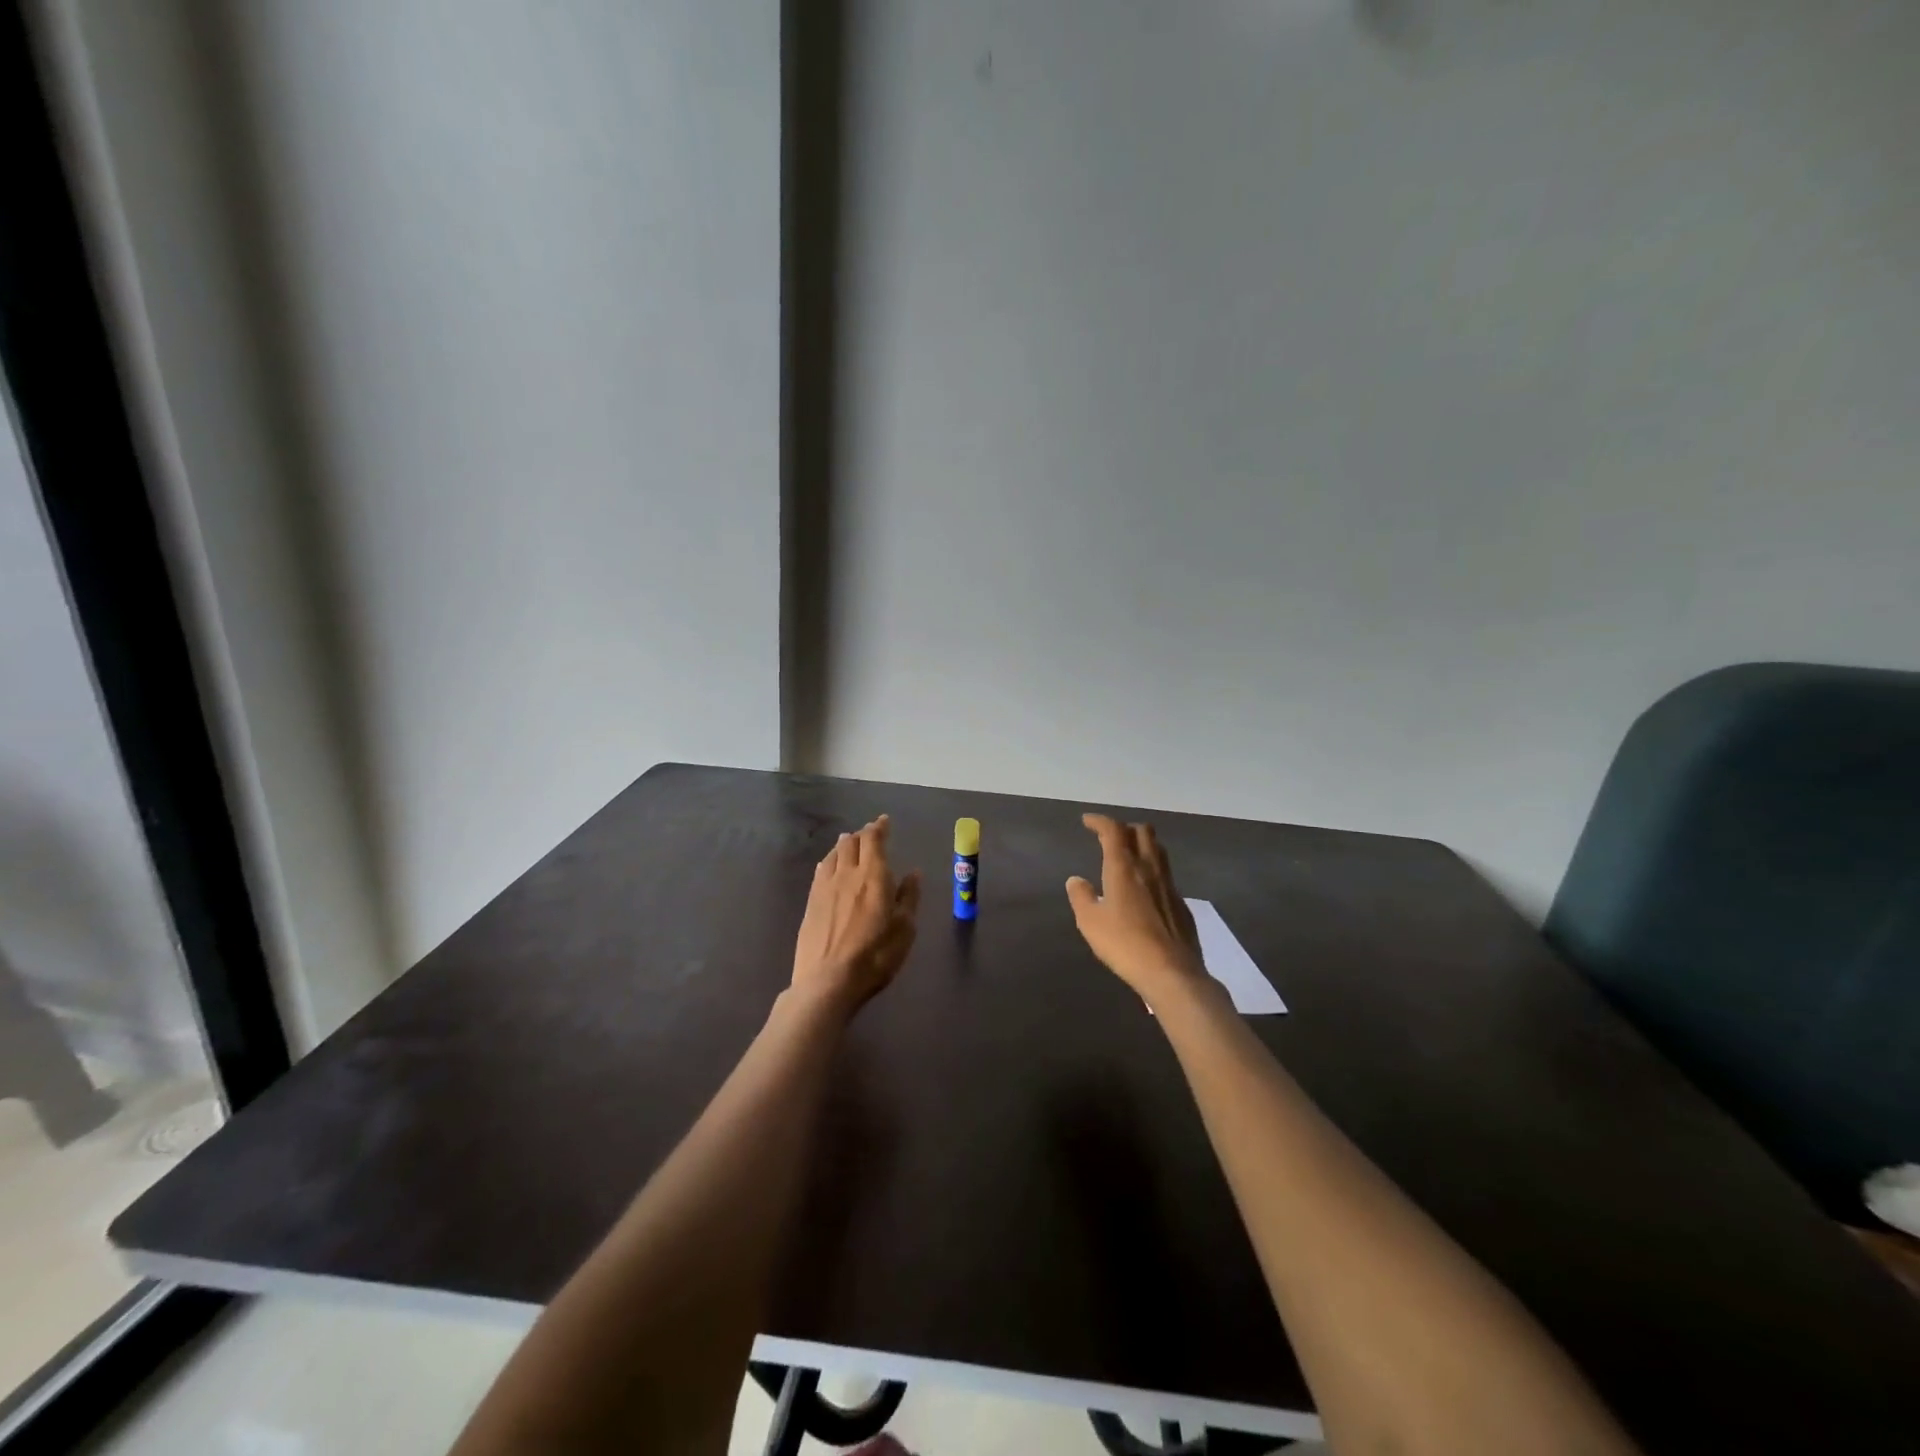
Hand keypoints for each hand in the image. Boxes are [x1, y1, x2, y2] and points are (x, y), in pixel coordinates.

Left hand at [791, 815, 921, 1014]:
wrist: (828, 980)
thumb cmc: (875, 955)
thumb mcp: (904, 929)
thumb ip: (909, 897)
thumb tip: (913, 873)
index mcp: (873, 876)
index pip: (874, 840)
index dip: (879, 827)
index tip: (884, 821)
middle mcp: (847, 874)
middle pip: (851, 843)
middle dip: (862, 834)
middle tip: (870, 832)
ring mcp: (825, 887)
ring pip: (833, 854)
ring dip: (844, 844)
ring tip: (849, 842)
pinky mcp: (811, 902)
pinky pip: (821, 871)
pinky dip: (829, 861)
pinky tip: (829, 865)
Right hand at [1066, 813, 1208, 1006]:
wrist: (1171, 972)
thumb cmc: (1124, 944)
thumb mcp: (1090, 922)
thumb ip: (1081, 897)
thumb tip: (1076, 880)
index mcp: (1124, 867)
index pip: (1113, 830)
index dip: (1100, 821)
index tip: (1088, 822)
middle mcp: (1149, 868)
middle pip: (1143, 832)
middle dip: (1125, 828)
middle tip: (1110, 837)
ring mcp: (1170, 885)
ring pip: (1159, 850)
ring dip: (1143, 845)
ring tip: (1129, 856)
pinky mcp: (1181, 904)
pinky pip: (1166, 875)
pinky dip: (1153, 871)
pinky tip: (1145, 890)